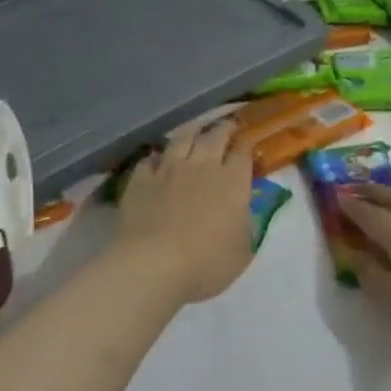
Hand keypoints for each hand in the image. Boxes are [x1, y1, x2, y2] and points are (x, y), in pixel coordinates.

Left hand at [115, 117, 255, 304]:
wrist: (152, 264)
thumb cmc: (205, 264)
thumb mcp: (242, 252)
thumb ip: (246, 226)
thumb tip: (245, 210)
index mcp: (233, 182)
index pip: (243, 152)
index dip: (246, 143)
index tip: (248, 140)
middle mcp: (203, 166)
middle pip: (215, 136)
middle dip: (224, 128)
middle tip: (228, 125)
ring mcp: (169, 168)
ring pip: (182, 137)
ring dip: (193, 131)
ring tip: (196, 130)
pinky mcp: (141, 178)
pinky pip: (150, 158)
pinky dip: (158, 156)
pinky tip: (158, 159)